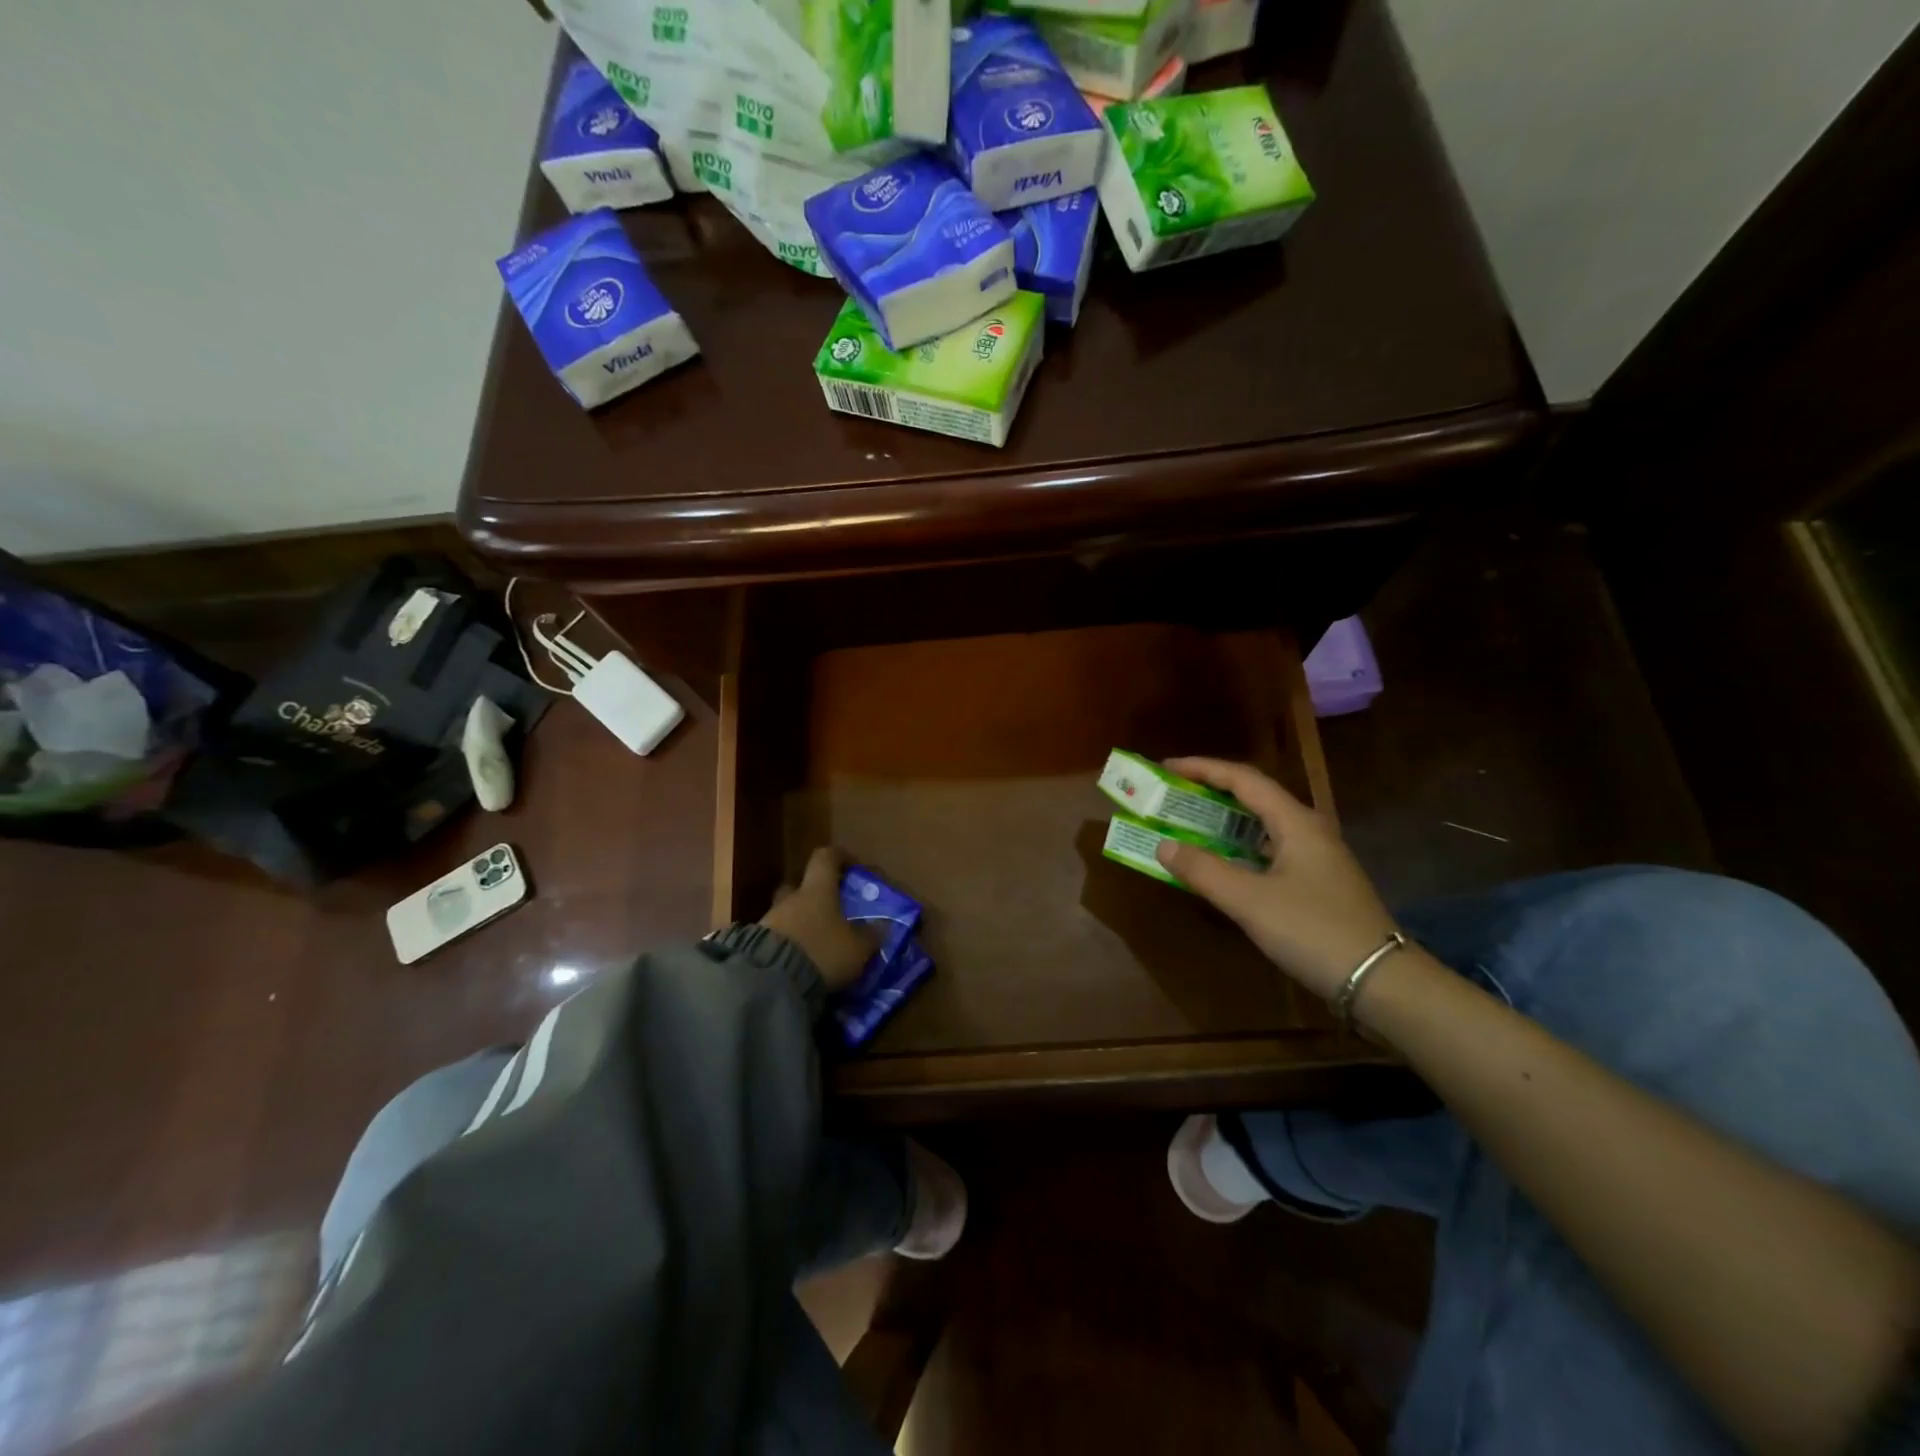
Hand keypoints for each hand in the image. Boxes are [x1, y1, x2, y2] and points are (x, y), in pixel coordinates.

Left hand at [758, 847, 875, 992]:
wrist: (770, 981)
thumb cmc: (822, 951)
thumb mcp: (857, 948)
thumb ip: (870, 935)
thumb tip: (882, 926)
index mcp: (818, 889)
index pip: (826, 857)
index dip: (840, 857)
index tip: (853, 866)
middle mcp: (792, 898)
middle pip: (801, 886)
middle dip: (815, 895)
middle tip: (831, 910)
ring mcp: (769, 920)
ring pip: (787, 913)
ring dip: (801, 923)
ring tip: (817, 944)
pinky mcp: (755, 945)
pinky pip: (776, 936)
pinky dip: (789, 944)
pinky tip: (800, 961)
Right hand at [1153, 758, 1398, 1000]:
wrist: (1382, 982)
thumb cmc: (1314, 931)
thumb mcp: (1250, 901)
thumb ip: (1204, 871)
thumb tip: (1164, 844)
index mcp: (1296, 822)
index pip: (1244, 779)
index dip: (1203, 768)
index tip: (1168, 768)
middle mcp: (1308, 830)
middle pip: (1254, 797)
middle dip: (1211, 792)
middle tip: (1173, 796)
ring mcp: (1316, 858)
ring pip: (1262, 826)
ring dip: (1224, 822)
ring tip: (1188, 825)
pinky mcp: (1317, 883)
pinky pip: (1269, 851)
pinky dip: (1239, 850)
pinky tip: (1221, 866)